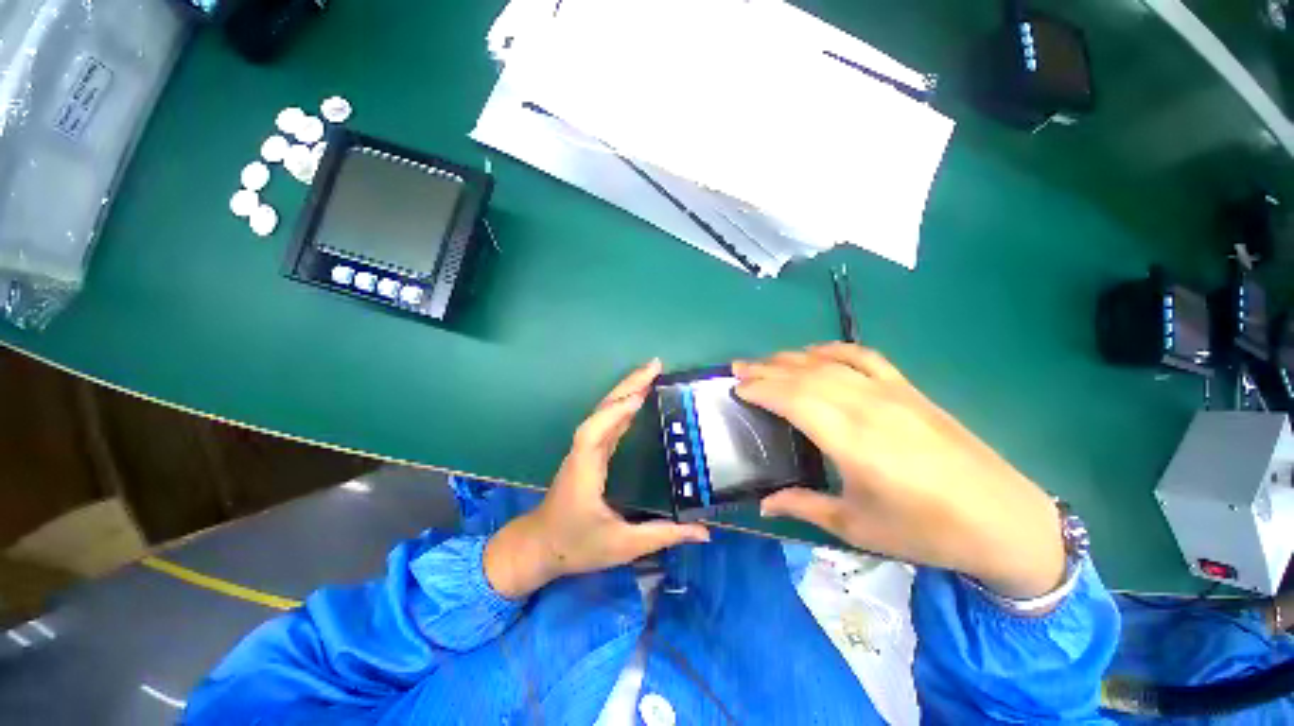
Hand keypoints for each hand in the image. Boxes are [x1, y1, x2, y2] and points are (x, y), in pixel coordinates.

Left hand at [485, 359, 709, 598]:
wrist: (540, 546)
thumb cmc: (576, 545)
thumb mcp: (622, 546)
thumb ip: (662, 535)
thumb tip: (704, 532)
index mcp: (585, 469)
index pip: (596, 432)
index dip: (616, 412)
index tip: (641, 395)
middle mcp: (583, 451)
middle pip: (603, 410)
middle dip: (628, 385)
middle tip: (655, 365)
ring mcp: (585, 449)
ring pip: (605, 411)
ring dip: (626, 390)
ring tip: (650, 374)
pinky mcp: (589, 451)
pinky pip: (607, 421)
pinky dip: (623, 406)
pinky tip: (637, 399)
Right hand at [733, 343, 1065, 599]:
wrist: (1003, 519)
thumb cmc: (925, 530)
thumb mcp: (856, 526)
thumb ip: (803, 506)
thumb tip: (763, 504)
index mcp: (851, 440)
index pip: (792, 399)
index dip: (760, 389)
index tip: (736, 389)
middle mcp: (866, 406)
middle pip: (804, 376)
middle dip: (765, 370)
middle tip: (737, 370)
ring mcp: (889, 392)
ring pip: (827, 363)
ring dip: (790, 358)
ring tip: (764, 362)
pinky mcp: (908, 388)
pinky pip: (863, 356)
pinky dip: (833, 349)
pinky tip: (815, 353)